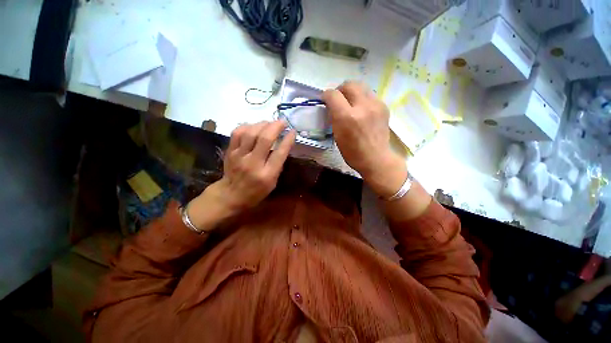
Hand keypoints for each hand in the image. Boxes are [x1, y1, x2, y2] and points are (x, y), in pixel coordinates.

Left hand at [187, 121, 295, 228]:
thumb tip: (283, 146)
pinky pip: (237, 133)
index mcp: (267, 174)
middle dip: (276, 126)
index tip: (293, 131)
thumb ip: (278, 165)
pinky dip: (248, 126)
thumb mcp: (273, 183)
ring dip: (263, 124)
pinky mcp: (230, 151)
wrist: (231, 195)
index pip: (280, 153)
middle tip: (282, 122)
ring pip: (251, 133)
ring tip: (270, 123)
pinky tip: (254, 126)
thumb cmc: (256, 191)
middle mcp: (253, 163)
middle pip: (265, 139)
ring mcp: (239, 156)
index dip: (288, 140)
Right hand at [322, 81, 406, 197]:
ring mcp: (375, 105)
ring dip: (352, 92)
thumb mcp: (337, 136)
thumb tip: (332, 106)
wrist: (376, 159)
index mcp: (347, 117)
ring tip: (350, 103)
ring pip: (361, 86)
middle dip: (340, 89)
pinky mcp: (384, 106)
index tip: (325, 100)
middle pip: (349, 84)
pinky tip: (362, 110)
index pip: (333, 94)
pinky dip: (362, 99)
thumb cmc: (352, 153)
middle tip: (338, 99)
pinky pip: (370, 95)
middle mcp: (362, 106)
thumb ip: (334, 117)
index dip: (326, 95)